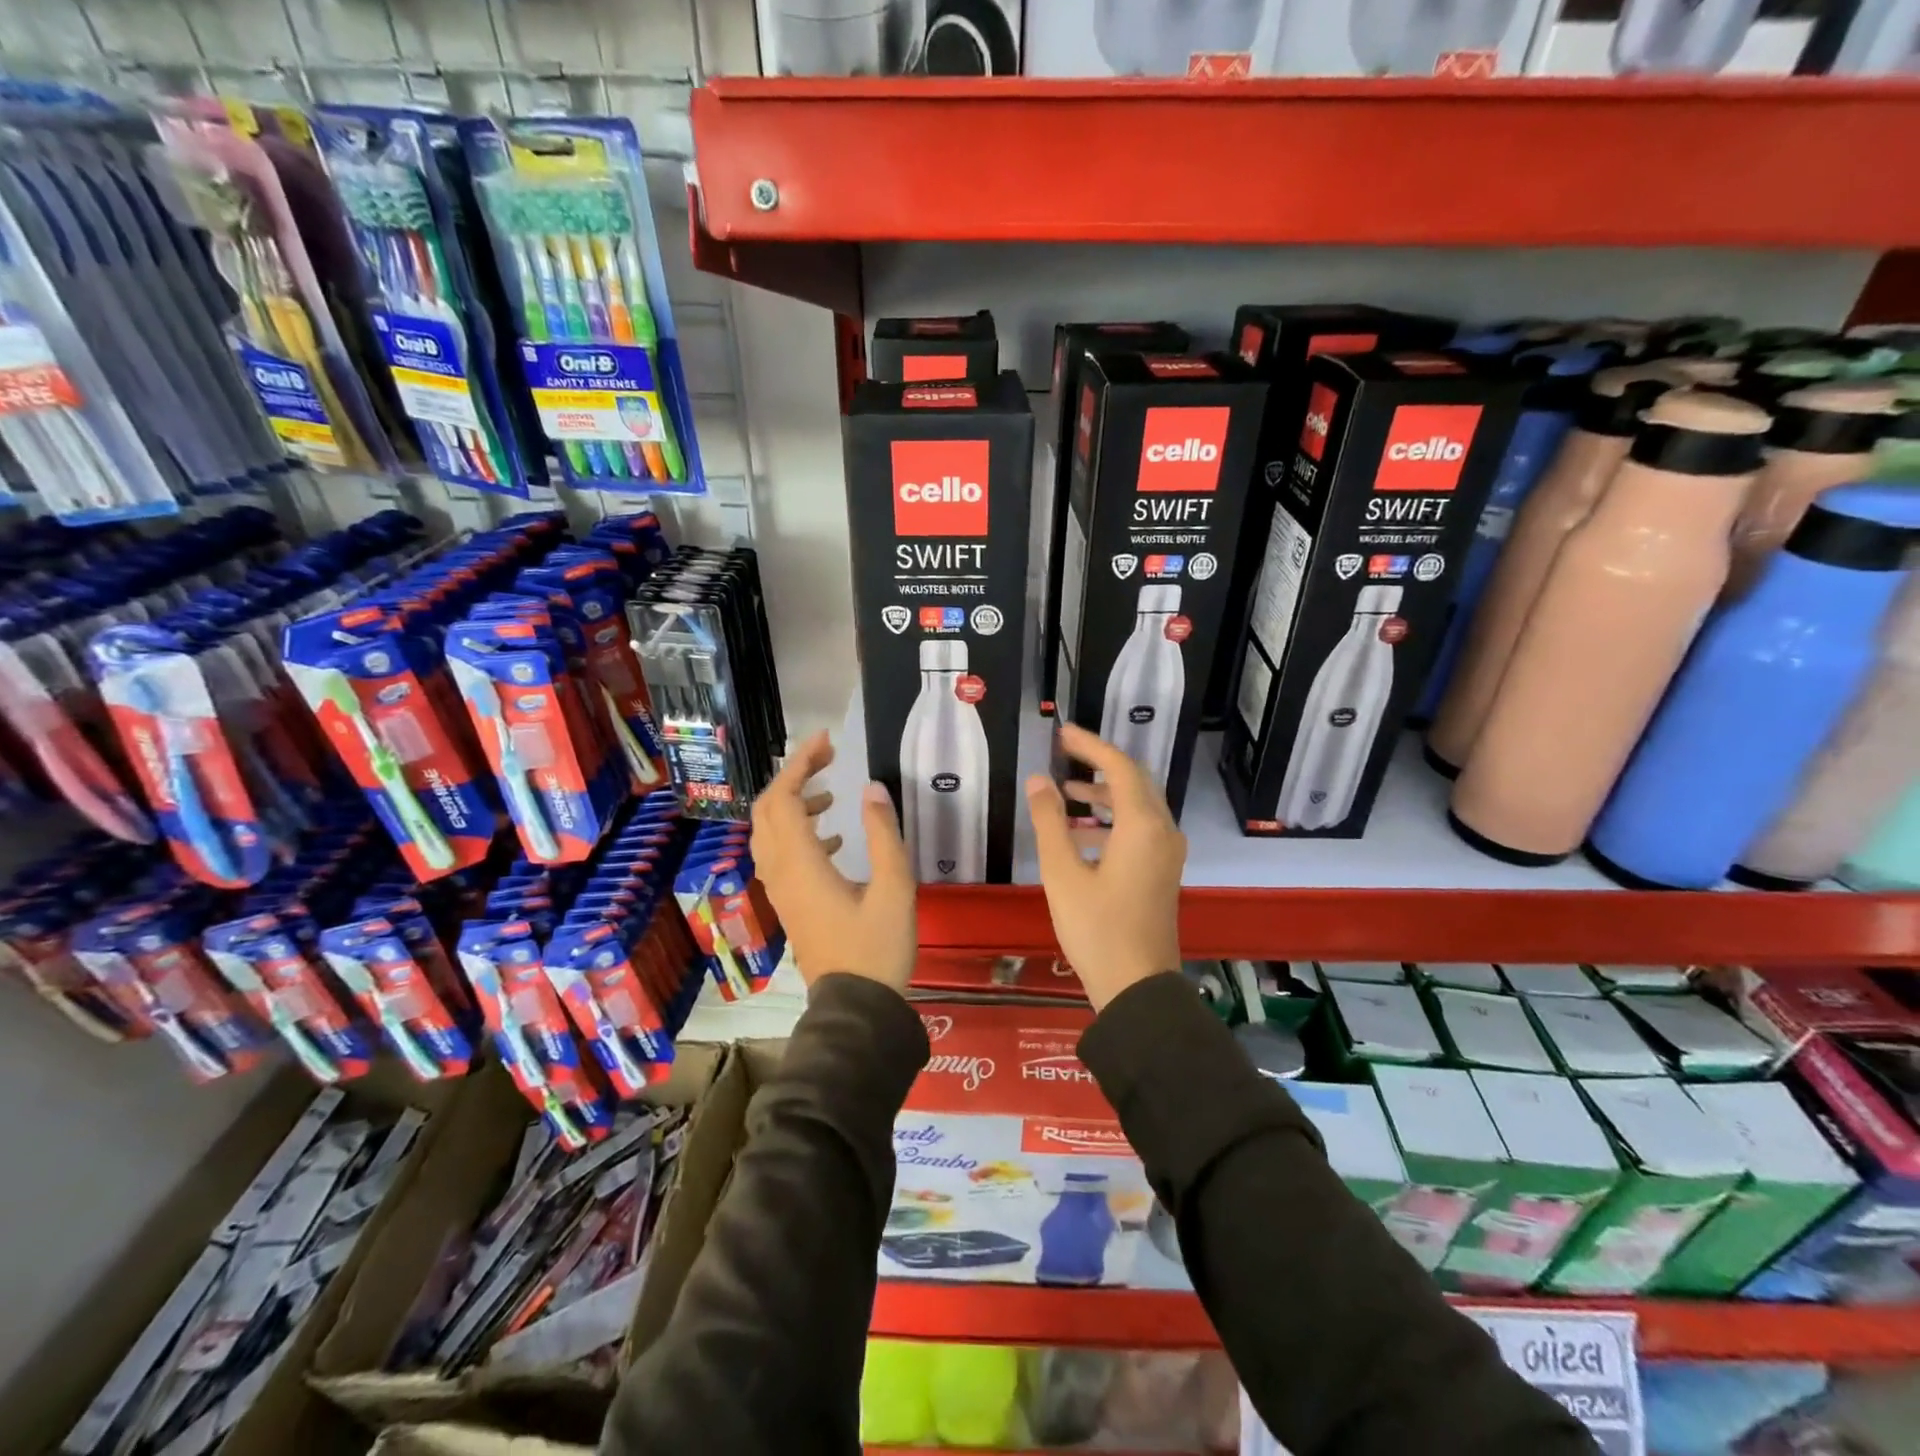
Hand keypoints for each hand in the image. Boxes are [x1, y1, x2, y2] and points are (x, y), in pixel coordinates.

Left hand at [750, 730, 915, 992]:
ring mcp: (781, 890)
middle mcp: (781, 872)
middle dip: (792, 777)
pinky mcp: (789, 904)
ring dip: (792, 805)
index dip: (801, 764)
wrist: (855, 1006)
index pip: (785, 798)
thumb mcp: (895, 889)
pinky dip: (797, 833)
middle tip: (827, 760)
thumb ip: (883, 835)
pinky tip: (834, 839)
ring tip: (830, 797)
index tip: (827, 742)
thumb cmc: (878, 948)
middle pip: (767, 810)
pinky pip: (779, 855)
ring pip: (769, 832)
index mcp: (802, 864)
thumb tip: (871, 788)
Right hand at [1025, 722, 1185, 1010]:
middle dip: (1099, 764)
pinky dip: (1113, 820)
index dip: (1090, 746)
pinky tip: (1082, 835)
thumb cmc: (1096, 929)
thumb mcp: (1063, 874)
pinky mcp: (1163, 872)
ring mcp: (1167, 854)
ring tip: (1067, 793)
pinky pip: (1141, 829)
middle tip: (1064, 752)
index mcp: (1143, 826)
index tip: (1062, 732)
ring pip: (1139, 806)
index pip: (1120, 767)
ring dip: (1105, 794)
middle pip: (1135, 781)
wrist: (1138, 988)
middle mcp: (1163, 832)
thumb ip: (1050, 822)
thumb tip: (1040, 780)